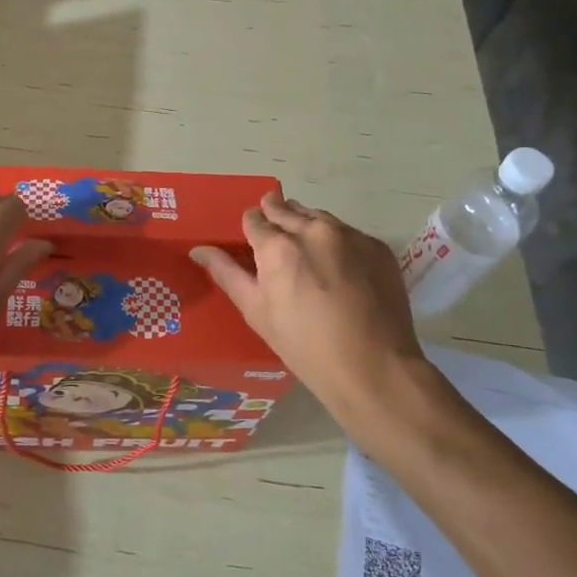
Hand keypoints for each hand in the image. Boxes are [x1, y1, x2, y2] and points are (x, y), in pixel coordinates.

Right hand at [191, 192, 428, 418]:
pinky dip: (337, 241)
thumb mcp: (256, 311)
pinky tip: (339, 267)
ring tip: (306, 252)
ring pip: (318, 216)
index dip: (250, 228)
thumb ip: (227, 273)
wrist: (373, 367)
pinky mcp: (377, 246)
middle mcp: (313, 230)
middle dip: (276, 217)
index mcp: (277, 246)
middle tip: (275, 240)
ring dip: (306, 225)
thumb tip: (198, 249)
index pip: (254, 218)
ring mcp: (350, 235)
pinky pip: (348, 232)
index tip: (252, 242)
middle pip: (286, 209)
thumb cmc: (304, 345)